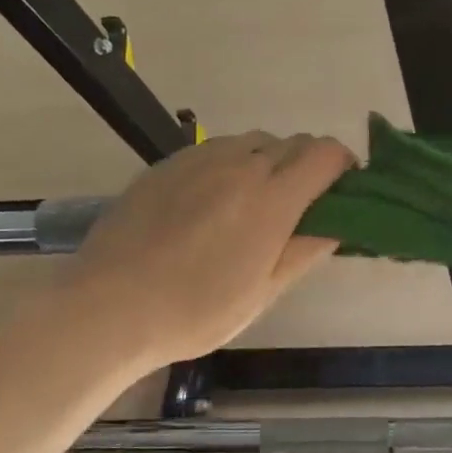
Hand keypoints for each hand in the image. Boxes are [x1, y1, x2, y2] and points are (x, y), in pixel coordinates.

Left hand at [58, 131, 354, 373]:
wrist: (107, 308)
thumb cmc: (195, 311)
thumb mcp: (264, 292)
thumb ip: (305, 250)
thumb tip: (335, 224)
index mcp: (272, 200)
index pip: (326, 154)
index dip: (344, 166)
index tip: (343, 191)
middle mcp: (240, 166)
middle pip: (294, 142)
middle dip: (310, 164)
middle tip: (303, 203)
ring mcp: (199, 160)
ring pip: (254, 141)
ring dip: (271, 160)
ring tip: (257, 200)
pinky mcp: (167, 164)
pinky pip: (216, 149)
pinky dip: (233, 163)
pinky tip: (215, 200)